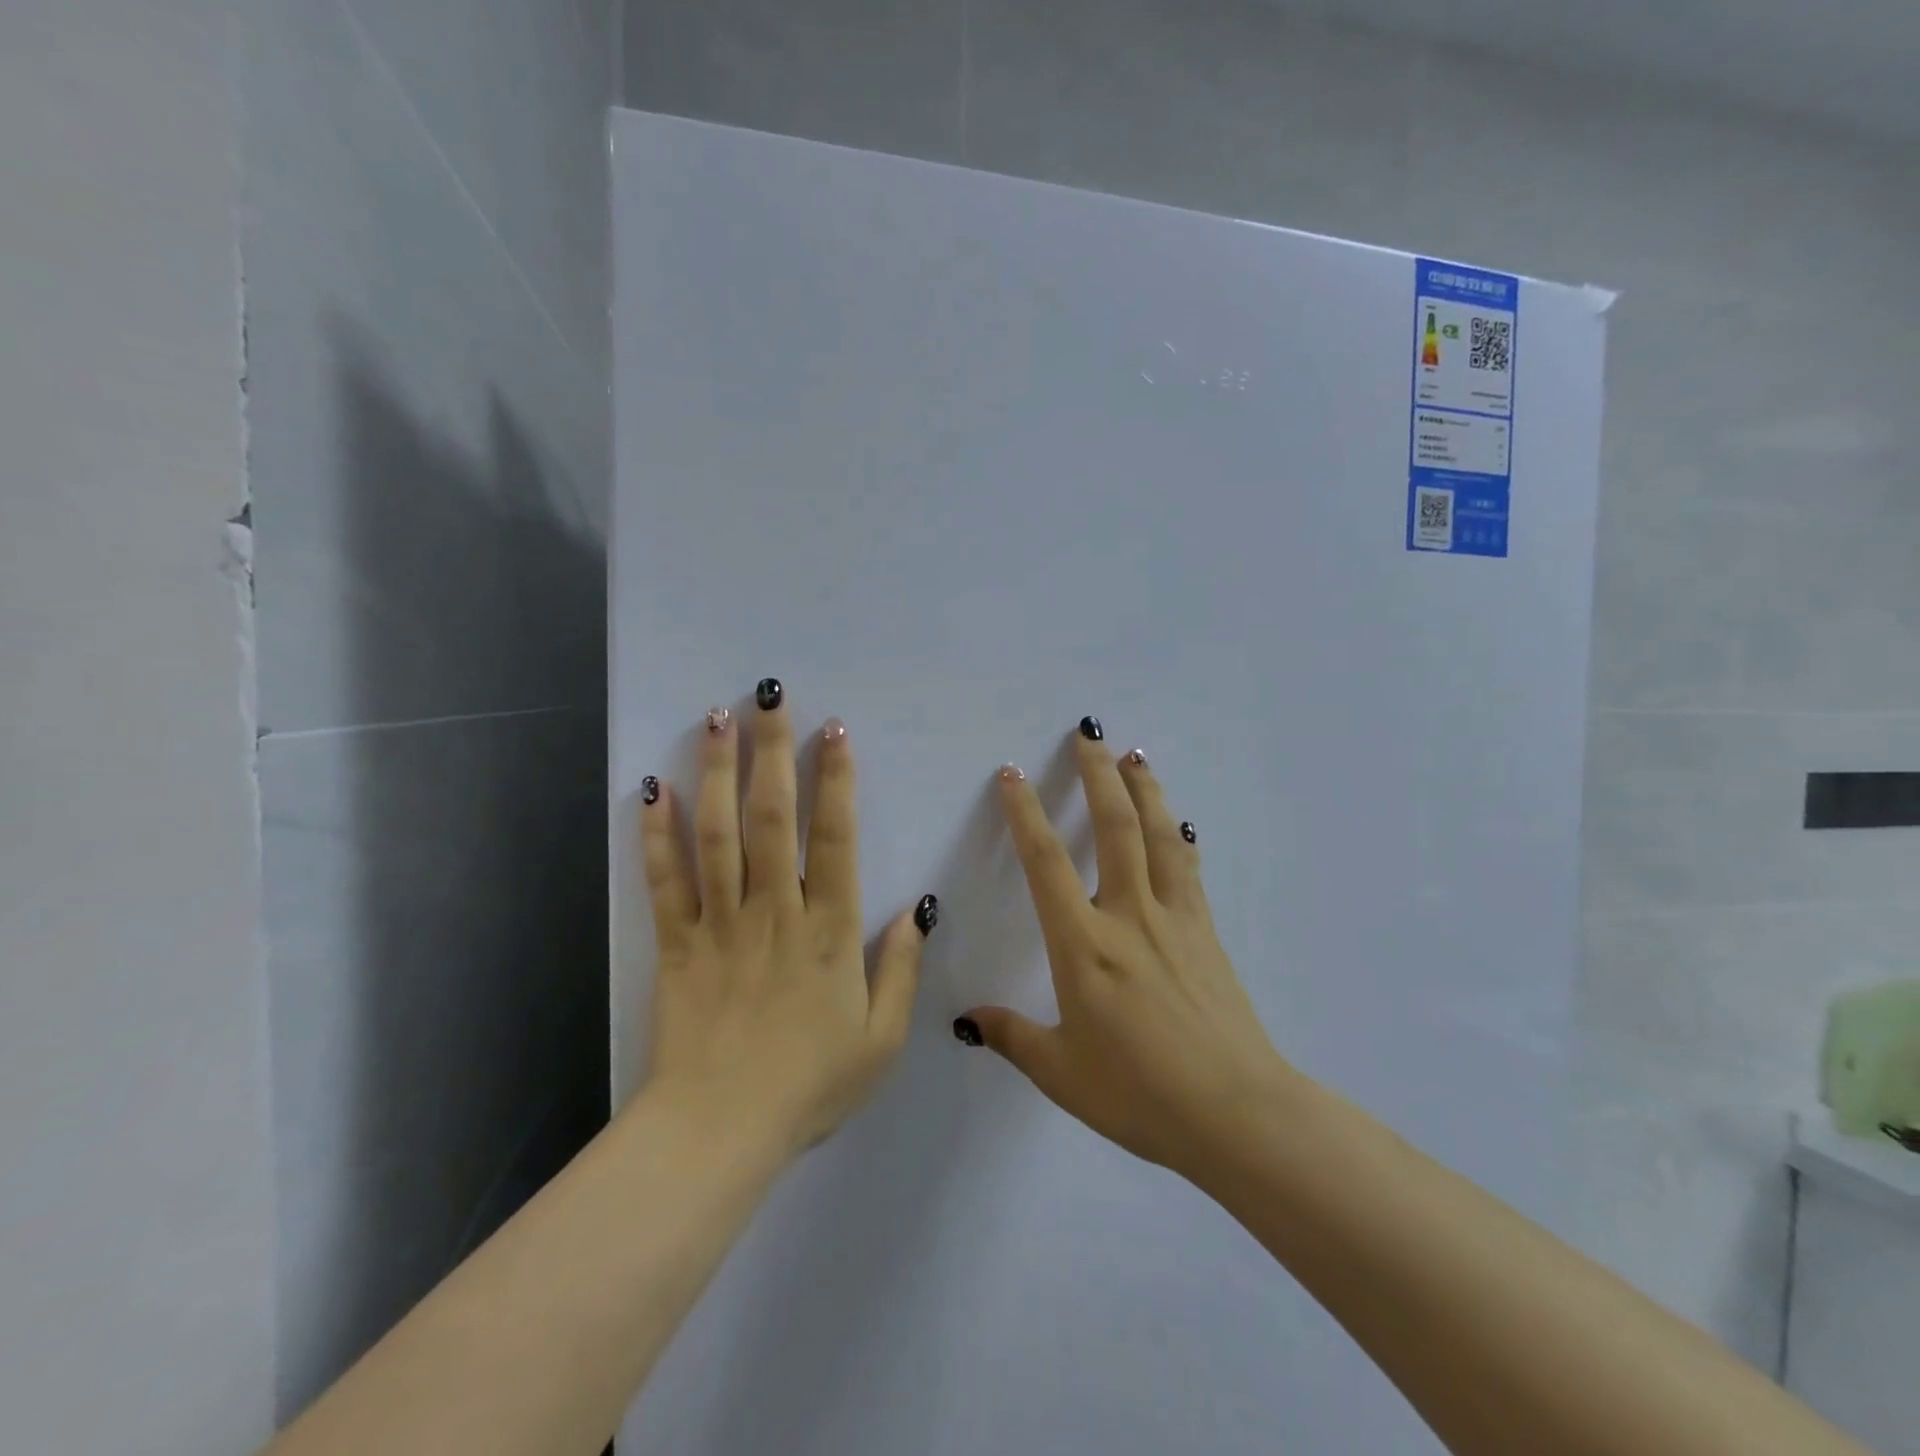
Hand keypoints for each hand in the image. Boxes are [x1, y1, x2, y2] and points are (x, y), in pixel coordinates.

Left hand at [637, 683, 932, 1156]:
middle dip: (772, 752)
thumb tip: (915, 908)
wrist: (719, 1133)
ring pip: (718, 835)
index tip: (833, 731)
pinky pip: (665, 881)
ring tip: (717, 719)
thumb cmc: (809, 1086)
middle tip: (769, 697)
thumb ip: (901, 970)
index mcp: (829, 932)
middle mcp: (774, 912)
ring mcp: (720, 924)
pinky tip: (655, 788)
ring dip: (718, 772)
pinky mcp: (677, 944)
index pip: (835, 838)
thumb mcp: (881, 1040)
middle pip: (772, 819)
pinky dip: (658, 834)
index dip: (835, 780)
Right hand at [958, 722, 1288, 1180]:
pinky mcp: (1207, 933)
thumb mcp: (1062, 1073)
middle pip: (1115, 827)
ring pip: (1160, 836)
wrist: (1237, 1114)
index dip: (1024, 813)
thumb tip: (967, 1021)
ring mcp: (1175, 919)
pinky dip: (1179, 836)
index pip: (1045, 863)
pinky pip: (1189, 868)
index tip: (1012, 775)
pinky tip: (1180, 823)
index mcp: (1084, 946)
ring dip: (1145, 789)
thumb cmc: (1140, 1095)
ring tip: (1136, 755)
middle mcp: (1130, 916)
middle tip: (1089, 734)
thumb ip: (1012, 1036)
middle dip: (1098, 774)